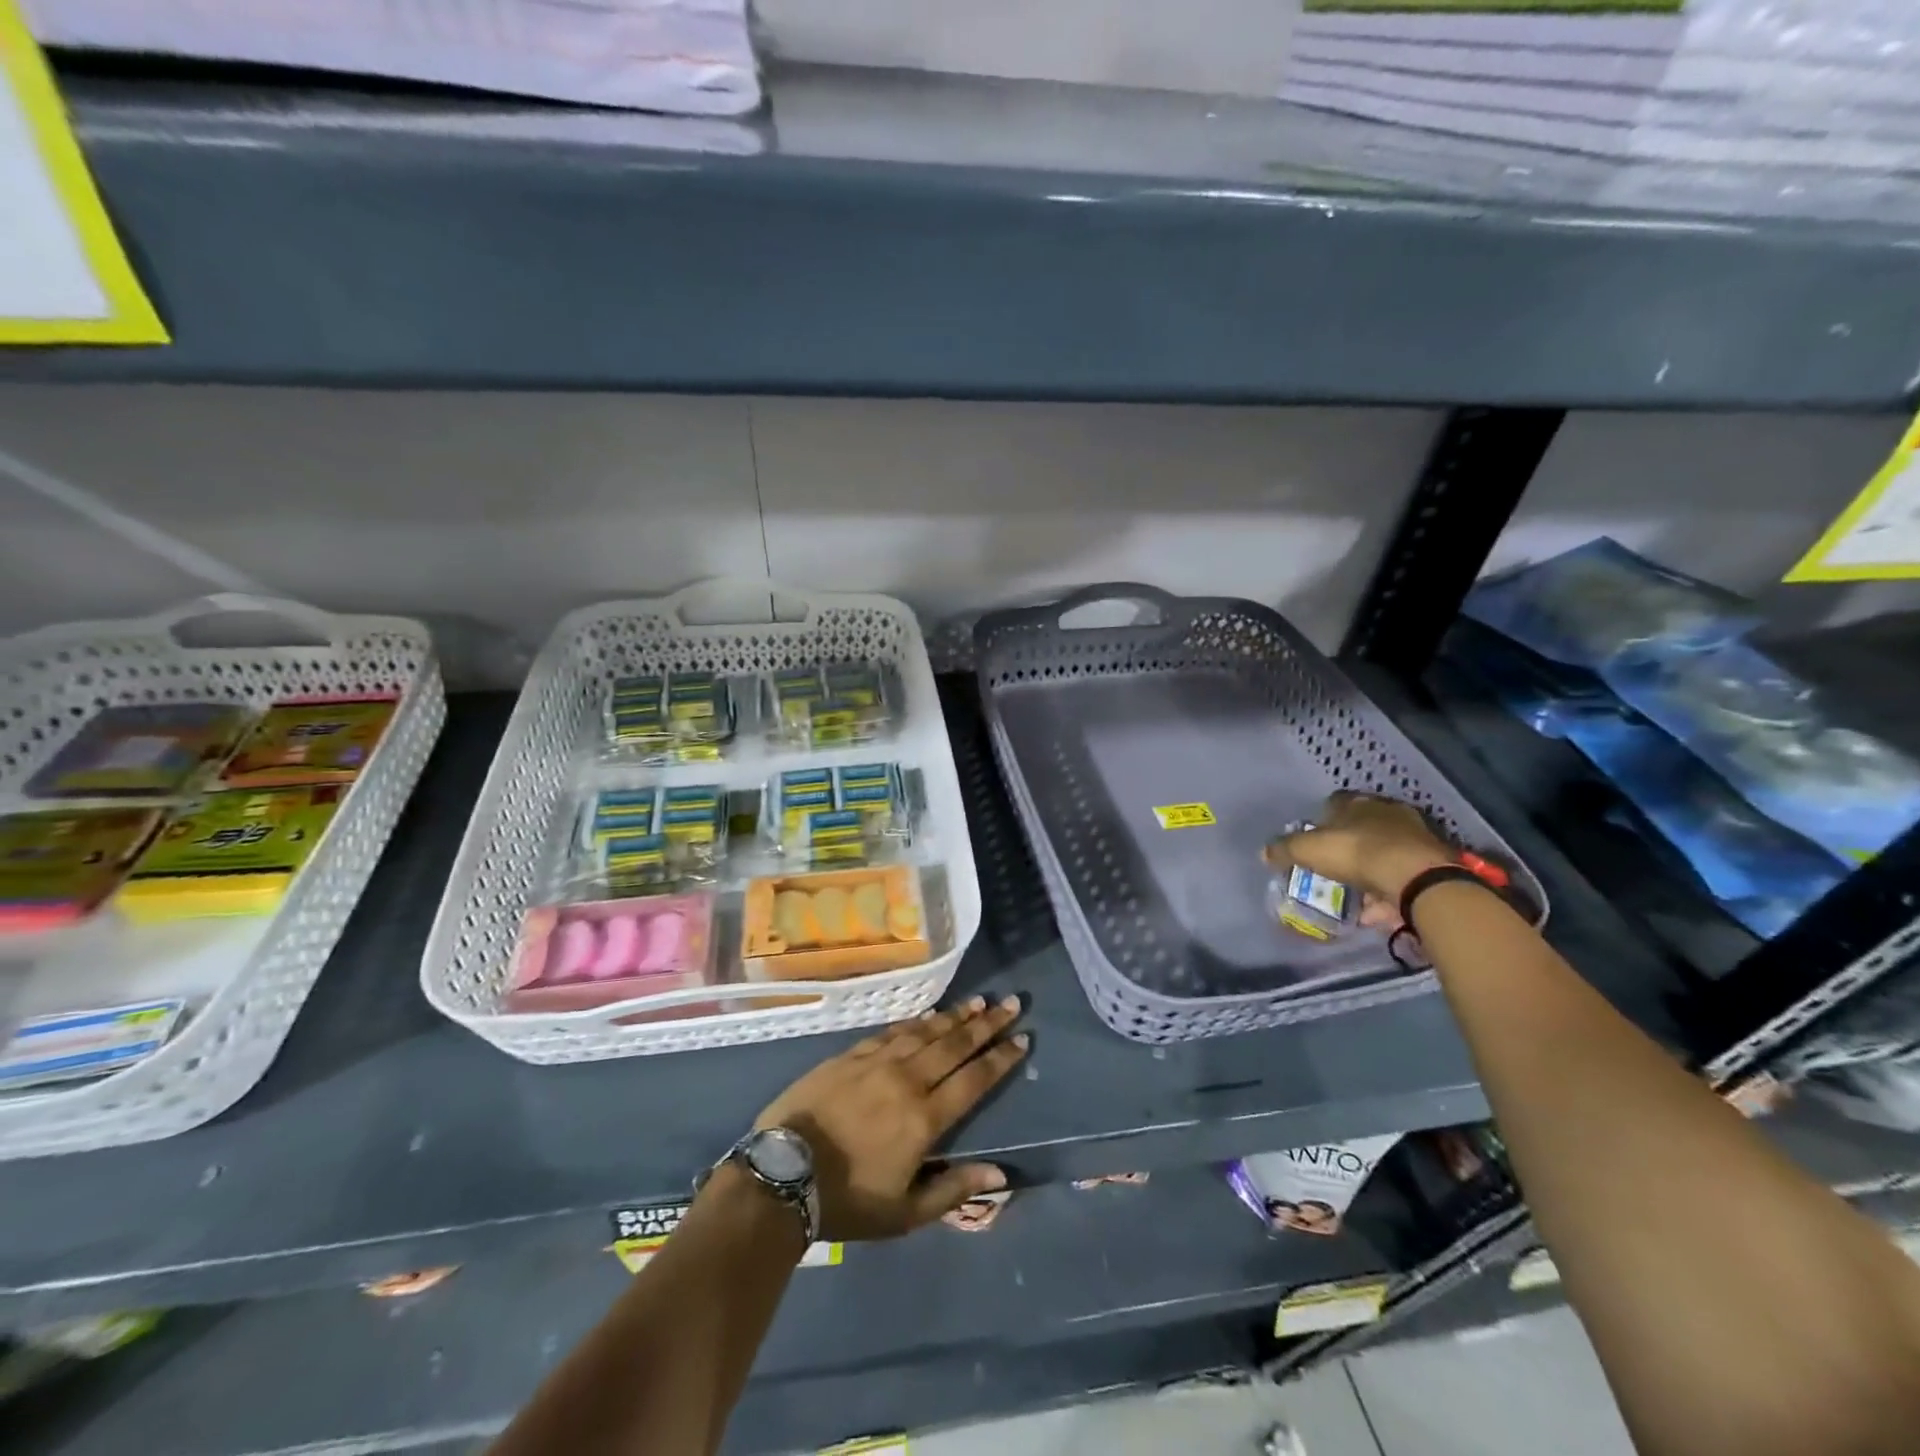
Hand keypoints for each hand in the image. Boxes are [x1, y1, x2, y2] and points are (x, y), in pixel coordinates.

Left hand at [754, 995, 1027, 1240]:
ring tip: (978, 1002)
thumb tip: (1001, 1175)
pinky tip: (928, 1015)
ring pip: (925, 1032)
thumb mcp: (904, 1212)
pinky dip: (915, 1022)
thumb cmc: (846, 1200)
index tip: (1021, 1039)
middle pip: (954, 1045)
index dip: (999, 1059)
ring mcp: (876, 1062)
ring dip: (955, 1017)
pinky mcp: (850, 1055)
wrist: (782, 1173)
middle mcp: (907, 1080)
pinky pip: (892, 1031)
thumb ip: (953, 1190)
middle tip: (1010, 1004)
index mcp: (924, 1118)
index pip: (973, 1080)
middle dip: (986, 1025)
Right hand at [1272, 791, 1453, 903]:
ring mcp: (1414, 836)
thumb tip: (1263, 852)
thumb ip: (1284, 849)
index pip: (1336, 802)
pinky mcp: (1432, 862)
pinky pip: (1402, 875)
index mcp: (1357, 802)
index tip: (1313, 838)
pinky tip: (1377, 911)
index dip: (1322, 819)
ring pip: (1385, 851)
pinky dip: (1389, 890)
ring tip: (1355, 894)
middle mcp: (1388, 812)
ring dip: (1371, 870)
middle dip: (1349, 844)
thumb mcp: (1308, 850)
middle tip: (1333, 865)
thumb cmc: (1357, 853)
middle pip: (1362, 826)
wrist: (1418, 878)